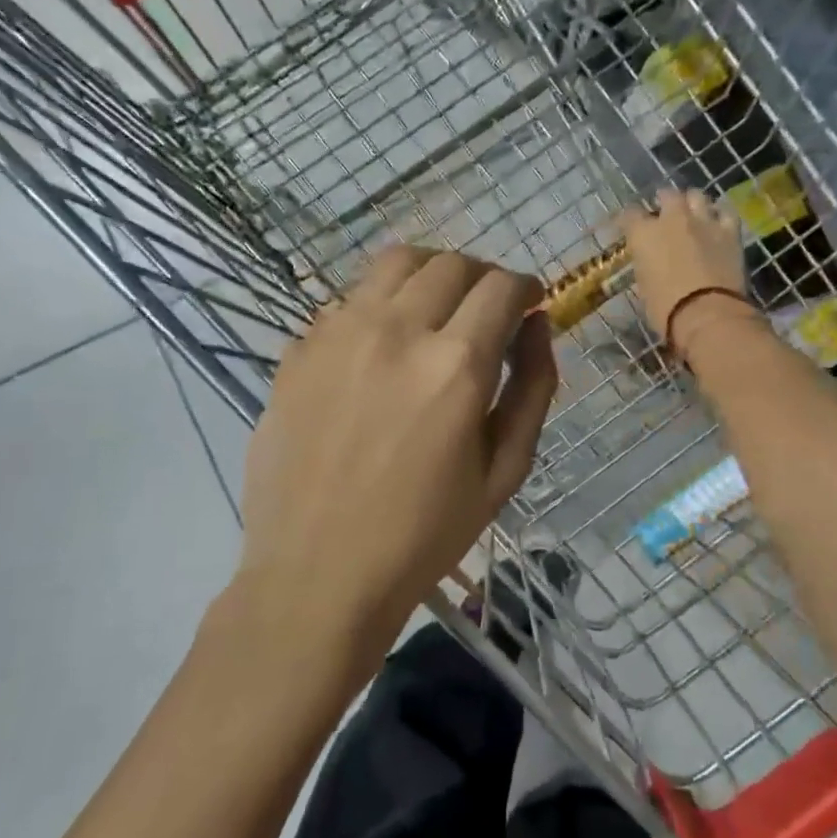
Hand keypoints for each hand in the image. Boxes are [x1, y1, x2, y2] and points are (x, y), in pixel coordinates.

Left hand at [233, 247, 559, 674]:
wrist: (318, 573)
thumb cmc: (424, 534)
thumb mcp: (504, 471)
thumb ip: (533, 387)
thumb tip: (537, 325)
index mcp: (455, 364)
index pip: (501, 286)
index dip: (524, 289)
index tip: (526, 307)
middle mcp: (396, 330)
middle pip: (451, 264)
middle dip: (482, 278)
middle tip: (485, 312)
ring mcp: (338, 333)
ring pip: (395, 264)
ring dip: (429, 276)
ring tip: (435, 311)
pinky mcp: (298, 350)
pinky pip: (348, 300)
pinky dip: (378, 306)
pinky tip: (379, 348)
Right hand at [621, 190, 753, 360]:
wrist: (706, 314)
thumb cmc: (665, 308)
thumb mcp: (644, 286)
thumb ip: (646, 264)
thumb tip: (652, 262)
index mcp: (643, 234)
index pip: (630, 214)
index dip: (630, 219)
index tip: (630, 225)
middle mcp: (672, 219)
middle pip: (668, 195)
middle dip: (665, 201)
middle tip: (665, 213)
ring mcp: (703, 221)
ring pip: (697, 196)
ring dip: (692, 202)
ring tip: (693, 212)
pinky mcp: (730, 231)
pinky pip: (726, 212)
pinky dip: (720, 215)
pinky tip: (718, 222)